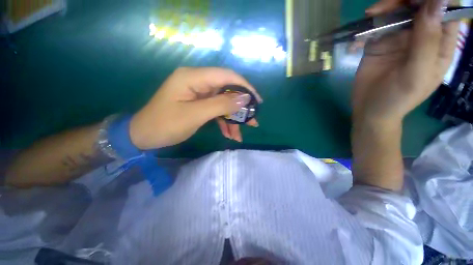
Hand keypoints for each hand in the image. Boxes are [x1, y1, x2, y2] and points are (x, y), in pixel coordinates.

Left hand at [129, 67, 261, 149]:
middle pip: (227, 90)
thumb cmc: (165, 124)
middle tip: (252, 120)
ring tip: (240, 134)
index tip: (257, 101)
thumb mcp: (195, 115)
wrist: (144, 135)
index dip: (244, 87)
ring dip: (232, 119)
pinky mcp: (199, 104)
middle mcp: (198, 81)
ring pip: (223, 103)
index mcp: (193, 77)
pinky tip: (229, 134)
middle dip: (240, 107)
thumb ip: (221, 105)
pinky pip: (216, 110)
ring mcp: (199, 93)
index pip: (226, 76)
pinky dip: (224, 122)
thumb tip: (245, 99)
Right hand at [353, 0, 458, 125]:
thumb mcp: (417, 74)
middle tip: (382, 8)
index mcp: (440, 44)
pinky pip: (377, 26)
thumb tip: (436, 1)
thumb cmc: (397, 99)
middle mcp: (423, 36)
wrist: (370, 111)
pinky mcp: (380, 43)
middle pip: (419, 5)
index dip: (435, 0)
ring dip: (384, 8)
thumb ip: (428, 41)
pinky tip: (360, 34)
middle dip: (403, 0)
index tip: (415, 1)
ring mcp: (400, 38)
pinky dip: (368, 25)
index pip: (446, 10)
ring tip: (369, 16)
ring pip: (398, 10)